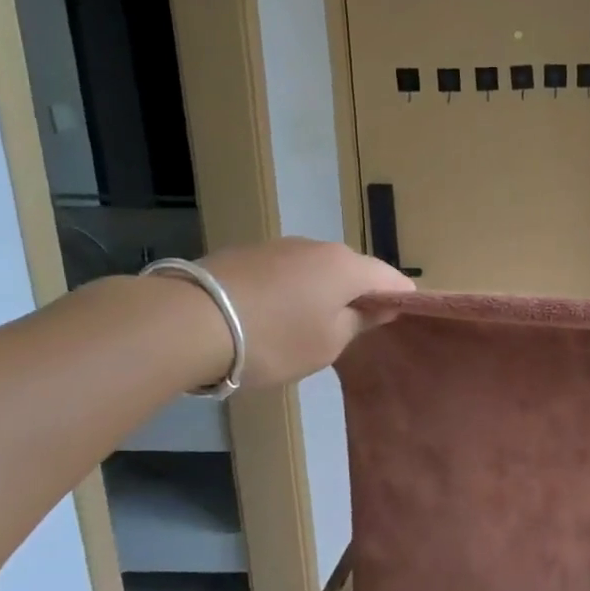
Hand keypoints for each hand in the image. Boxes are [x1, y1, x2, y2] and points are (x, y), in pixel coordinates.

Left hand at [197, 238, 413, 388]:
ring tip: (308, 324)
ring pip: (315, 269)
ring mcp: (278, 246)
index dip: (401, 297)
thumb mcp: (327, 344)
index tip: (401, 317)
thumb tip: (379, 307)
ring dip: (321, 291)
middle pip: (352, 269)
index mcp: (347, 267)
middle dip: (358, 294)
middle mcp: (317, 247)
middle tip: (353, 328)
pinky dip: (289, 289)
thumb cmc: (274, 338)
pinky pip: (284, 271)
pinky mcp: (245, 253)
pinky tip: (272, 315)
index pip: (390, 277)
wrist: (188, 322)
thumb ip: (359, 323)